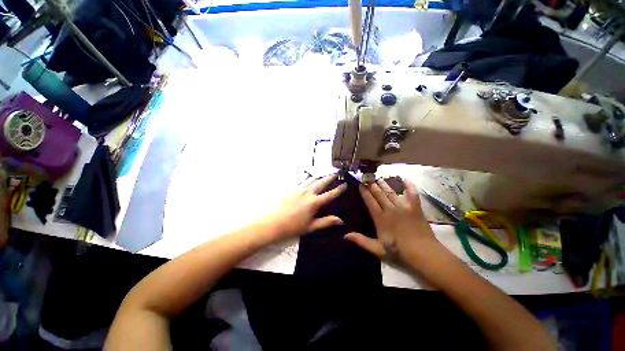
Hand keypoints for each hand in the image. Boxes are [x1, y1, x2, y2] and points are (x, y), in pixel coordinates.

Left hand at [262, 174, 346, 240]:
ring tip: (324, 173)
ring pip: (311, 179)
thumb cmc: (293, 227)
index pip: (330, 194)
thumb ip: (326, 222)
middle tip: (335, 172)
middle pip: (321, 183)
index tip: (344, 184)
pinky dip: (307, 177)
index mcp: (314, 202)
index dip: (338, 189)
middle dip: (329, 178)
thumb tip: (341, 220)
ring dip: (319, 176)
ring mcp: (298, 189)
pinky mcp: (290, 188)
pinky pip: (301, 180)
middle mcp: (308, 193)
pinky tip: (308, 175)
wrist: (273, 223)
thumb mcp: (311, 227)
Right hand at [344, 178, 440, 262]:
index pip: (370, 201)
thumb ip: (361, 241)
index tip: (360, 184)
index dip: (364, 192)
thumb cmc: (399, 252)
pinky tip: (405, 179)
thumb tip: (345, 236)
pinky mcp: (415, 208)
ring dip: (384, 184)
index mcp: (381, 218)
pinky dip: (409, 186)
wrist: (424, 253)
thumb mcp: (377, 249)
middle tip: (367, 177)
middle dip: (372, 185)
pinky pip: (412, 194)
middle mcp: (391, 209)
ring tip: (379, 178)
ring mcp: (404, 207)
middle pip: (379, 194)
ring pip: (392, 192)